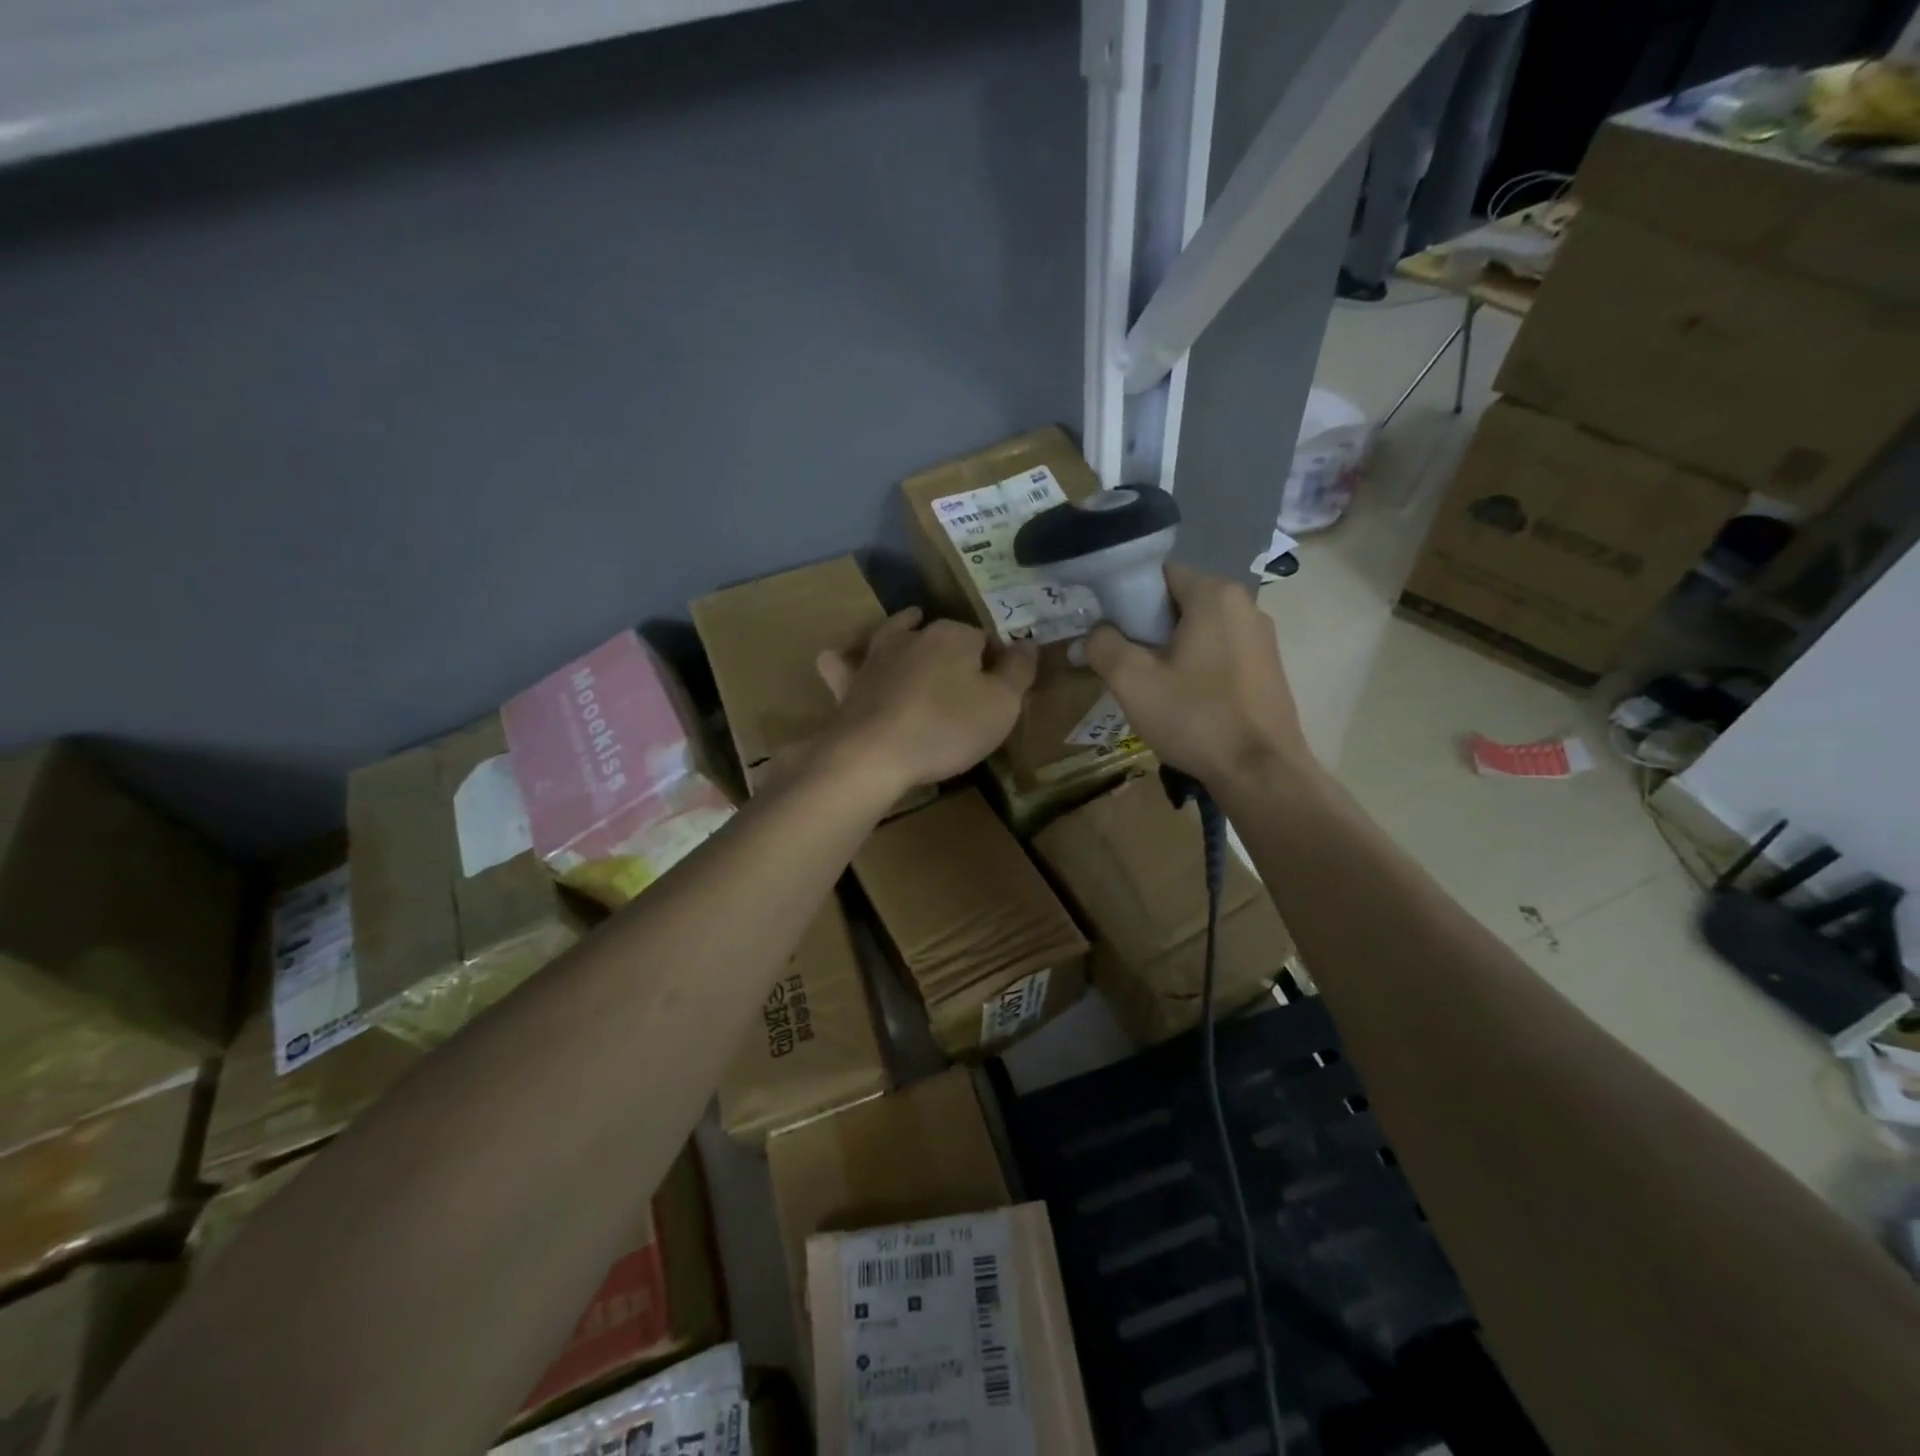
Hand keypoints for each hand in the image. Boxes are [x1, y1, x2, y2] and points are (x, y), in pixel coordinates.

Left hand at [816, 609, 1036, 796]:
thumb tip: (1027, 643)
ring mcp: (876, 656)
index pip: (984, 639)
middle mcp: (913, 635)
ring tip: (911, 626)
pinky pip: (844, 663)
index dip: (994, 660)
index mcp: (954, 636)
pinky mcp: (848, 683)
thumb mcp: (1002, 705)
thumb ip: (1019, 671)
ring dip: (903, 630)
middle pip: (941, 633)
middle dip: (954, 648)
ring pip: (893, 633)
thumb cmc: (947, 729)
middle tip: (963, 678)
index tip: (999, 685)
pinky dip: (847, 661)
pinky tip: (846, 663)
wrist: (874, 755)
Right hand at [1084, 565, 1314, 791]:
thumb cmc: (1195, 717)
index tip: (1110, 630)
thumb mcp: (1132, 681)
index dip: (1127, 597)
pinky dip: (1198, 666)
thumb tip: (1095, 633)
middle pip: (1180, 601)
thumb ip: (1104, 646)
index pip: (1160, 573)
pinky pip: (1220, 653)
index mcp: (1215, 595)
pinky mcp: (1269, 669)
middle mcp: (1245, 605)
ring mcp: (1262, 638)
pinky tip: (1185, 701)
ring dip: (1172, 649)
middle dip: (1148, 627)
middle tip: (1126, 664)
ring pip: (1200, 630)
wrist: (1260, 772)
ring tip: (1153, 687)